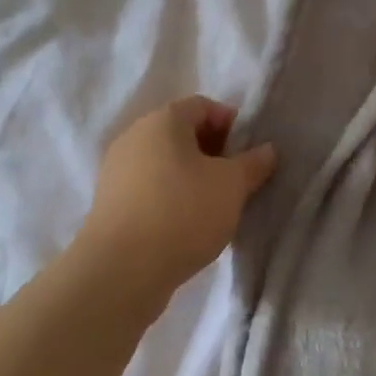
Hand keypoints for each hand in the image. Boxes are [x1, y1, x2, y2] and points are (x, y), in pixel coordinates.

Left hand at [77, 96, 277, 299]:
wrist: (121, 270)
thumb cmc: (183, 213)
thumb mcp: (231, 186)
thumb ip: (253, 164)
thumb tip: (267, 149)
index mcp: (163, 119)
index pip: (203, 106)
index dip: (230, 124)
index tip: (247, 153)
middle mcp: (135, 134)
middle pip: (180, 131)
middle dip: (211, 150)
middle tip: (233, 179)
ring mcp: (116, 168)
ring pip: (163, 160)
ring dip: (189, 174)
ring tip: (211, 204)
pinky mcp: (108, 200)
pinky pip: (147, 185)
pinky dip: (168, 194)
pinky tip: (183, 222)